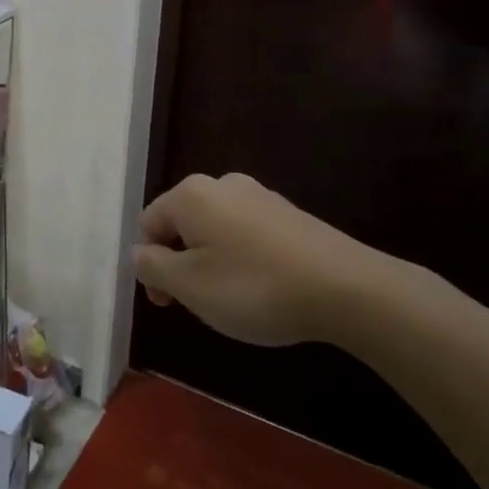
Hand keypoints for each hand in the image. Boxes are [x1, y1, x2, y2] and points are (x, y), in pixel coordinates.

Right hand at [132, 174, 389, 346]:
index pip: (150, 223)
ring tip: (234, 301)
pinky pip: (248, 234)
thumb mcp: (190, 286)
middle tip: (199, 304)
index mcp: (191, 194)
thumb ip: (154, 267)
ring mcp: (260, 196)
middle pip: (183, 223)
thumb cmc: (254, 287)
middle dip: (182, 262)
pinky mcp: (289, 214)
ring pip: (216, 229)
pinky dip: (244, 259)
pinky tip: (264, 289)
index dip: (150, 265)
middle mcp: (222, 183)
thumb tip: (141, 252)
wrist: (347, 289)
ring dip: (212, 262)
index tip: (169, 304)